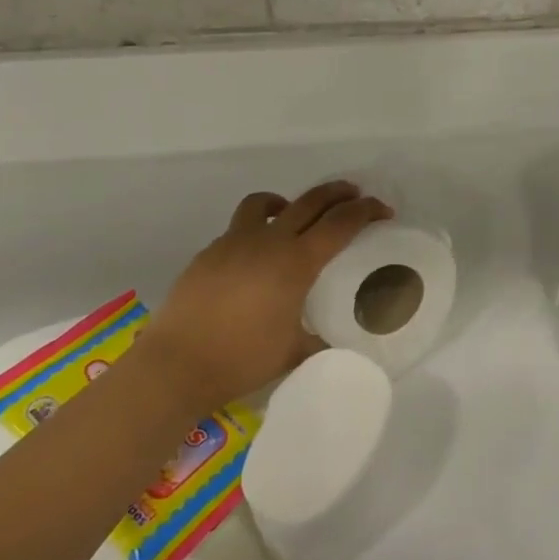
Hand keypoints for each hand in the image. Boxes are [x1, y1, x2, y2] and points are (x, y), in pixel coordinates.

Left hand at [146, 181, 392, 407]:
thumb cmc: (241, 359)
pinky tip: (255, 257)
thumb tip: (335, 341)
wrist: (175, 366)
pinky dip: (256, 230)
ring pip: (265, 203)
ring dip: (289, 202)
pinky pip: (239, 229)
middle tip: (355, 195)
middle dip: (339, 193)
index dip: (367, 210)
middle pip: (310, 201)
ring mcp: (234, 243)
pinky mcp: (209, 253)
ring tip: (294, 213)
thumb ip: (319, 339)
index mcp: (297, 262)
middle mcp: (269, 242)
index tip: (383, 211)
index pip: (341, 223)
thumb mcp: (293, 352)